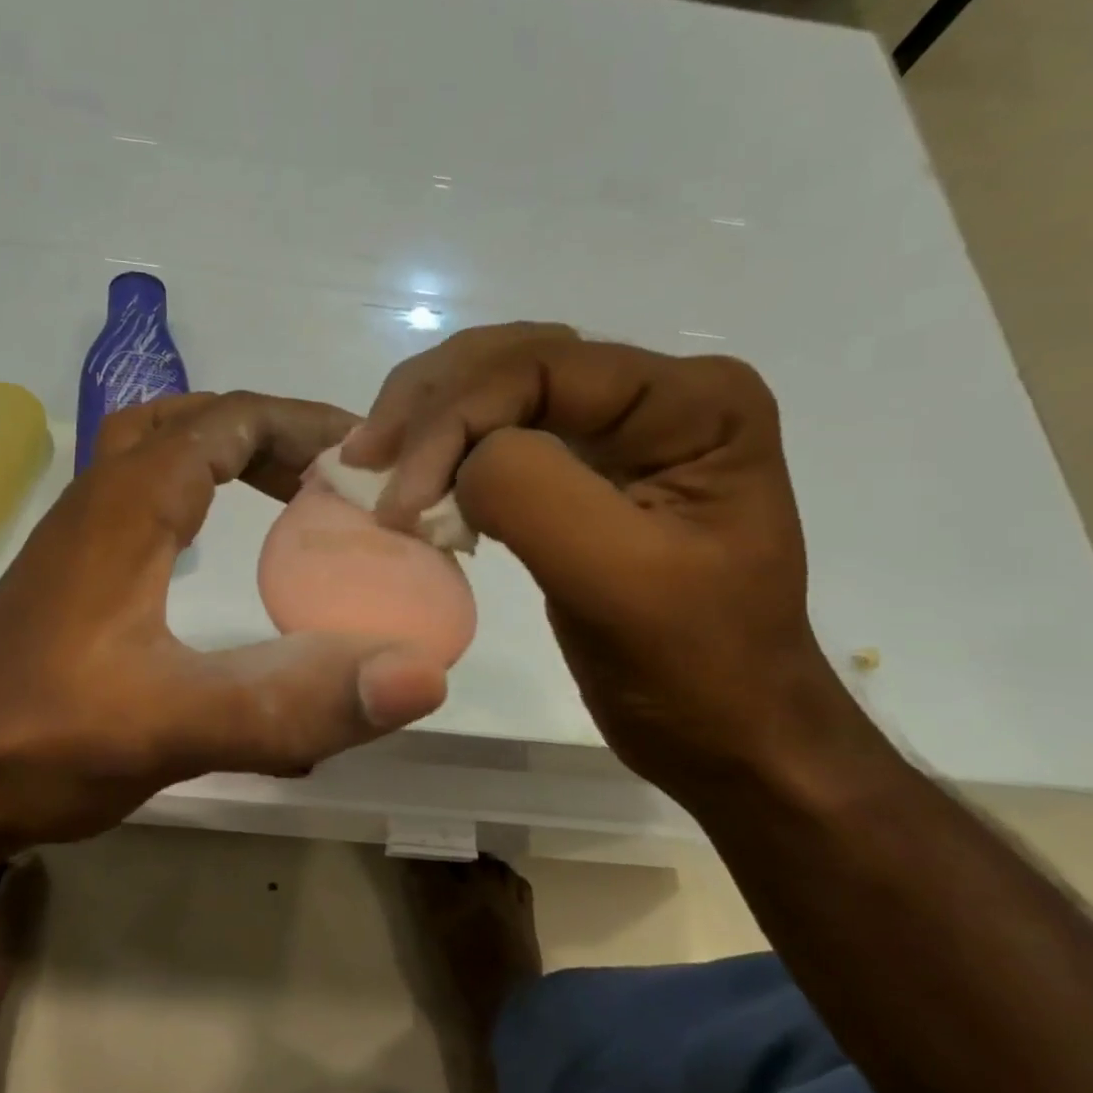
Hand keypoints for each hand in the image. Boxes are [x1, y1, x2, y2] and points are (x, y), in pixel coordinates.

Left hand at [0, 391, 449, 847]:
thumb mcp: (176, 726)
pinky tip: (215, 547)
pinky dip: (194, 494)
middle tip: (332, 475)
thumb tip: (421, 678)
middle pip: (191, 422)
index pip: (227, 421)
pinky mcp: (71, 574)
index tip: (366, 454)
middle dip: (269, 432)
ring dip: (227, 455)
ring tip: (289, 496)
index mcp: (128, 507)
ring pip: (158, 454)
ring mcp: (78, 537)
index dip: (303, 423)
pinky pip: (142, 499)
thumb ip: (295, 704)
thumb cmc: (43, 743)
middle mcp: (99, 502)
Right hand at [343, 323, 868, 791]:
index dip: (456, 417)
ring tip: (374, 464)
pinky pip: (505, 437)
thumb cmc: (692, 670)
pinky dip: (449, 452)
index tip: (398, 498)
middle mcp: (660, 394)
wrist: (729, 732)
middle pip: (517, 360)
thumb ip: (532, 493)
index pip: (546, 366)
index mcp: (694, 401)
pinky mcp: (590, 473)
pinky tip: (416, 483)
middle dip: (431, 403)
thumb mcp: (619, 581)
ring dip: (430, 420)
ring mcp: (625, 431)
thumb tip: (456, 459)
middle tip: (363, 457)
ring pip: (502, 389)